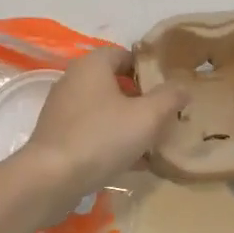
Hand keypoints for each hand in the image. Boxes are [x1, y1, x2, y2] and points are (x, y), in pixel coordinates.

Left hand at [22, 48, 186, 195]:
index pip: (123, 54)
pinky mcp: (57, 135)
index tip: (168, 86)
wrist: (50, 178)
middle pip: (113, 82)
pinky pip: (91, 130)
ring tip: (152, 141)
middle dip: (139, 98)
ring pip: (103, 109)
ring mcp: (62, 109)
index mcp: (92, 65)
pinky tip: (131, 162)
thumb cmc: (101, 137)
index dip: (147, 67)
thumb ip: (168, 98)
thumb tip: (182, 85)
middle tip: (164, 115)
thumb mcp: (146, 117)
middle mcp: (73, 80)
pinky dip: (110, 140)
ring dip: (126, 122)